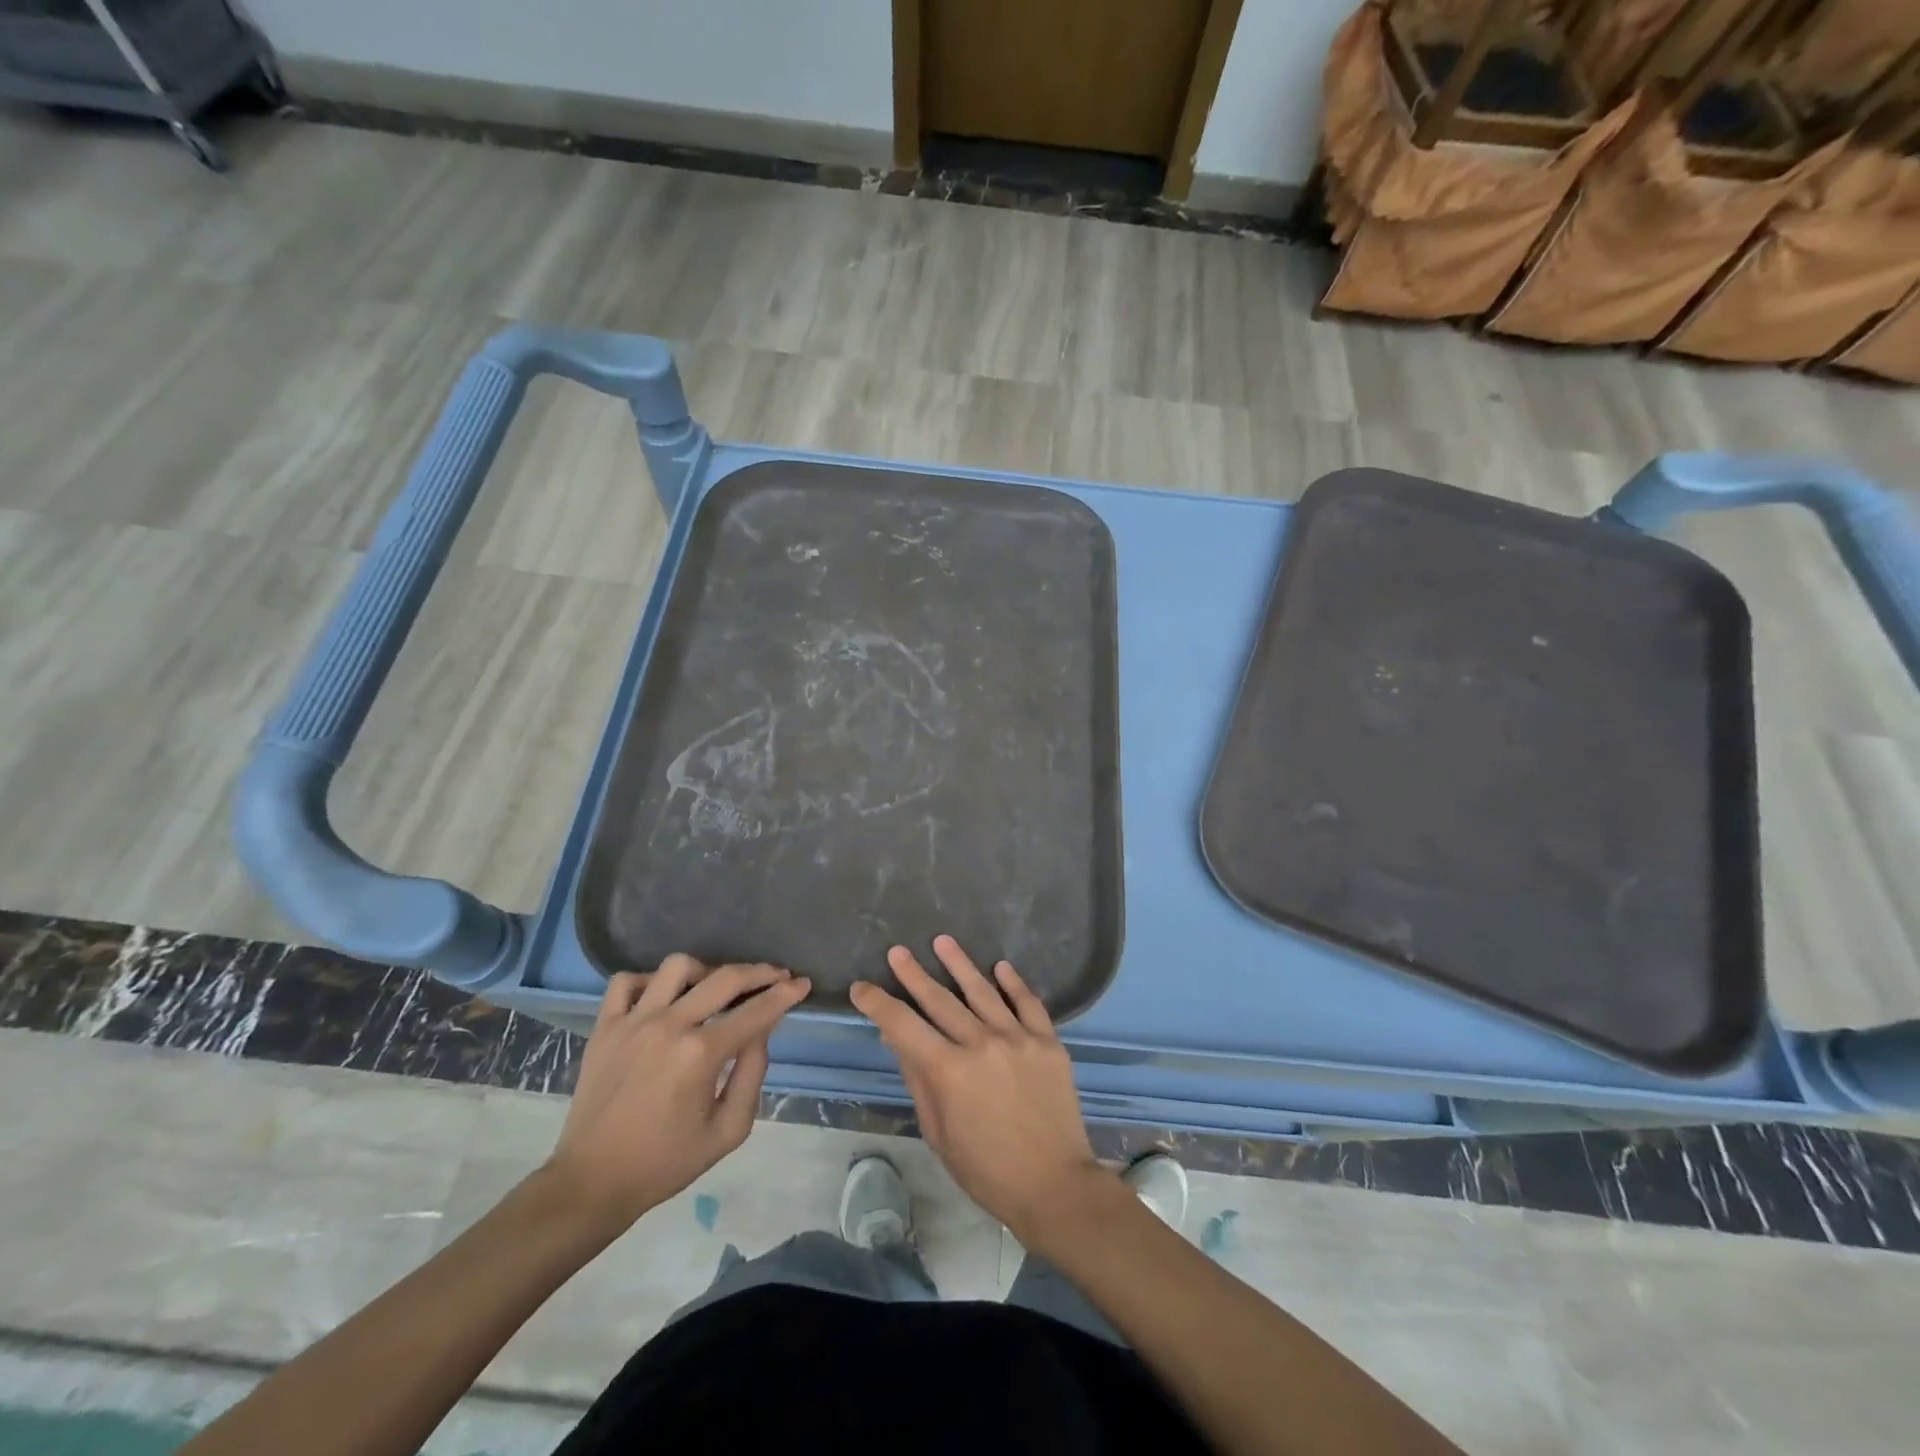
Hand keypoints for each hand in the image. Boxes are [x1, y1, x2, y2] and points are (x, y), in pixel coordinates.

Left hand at [545, 955, 811, 1237]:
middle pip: (725, 978)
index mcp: (701, 1054)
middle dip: (760, 972)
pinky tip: (663, 998)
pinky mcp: (604, 1027)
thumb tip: (760, 1032)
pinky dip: (649, 982)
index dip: (785, 994)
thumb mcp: (728, 1131)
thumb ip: (752, 1074)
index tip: (802, 984)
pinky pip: (626, 982)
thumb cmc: (666, 1162)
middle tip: (777, 975)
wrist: (592, 1183)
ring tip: (714, 988)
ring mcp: (633, 1022)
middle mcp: (669, 1026)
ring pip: (677, 967)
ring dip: (705, 971)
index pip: (756, 1011)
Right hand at [850, 935, 1103, 1243]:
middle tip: (897, 951)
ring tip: (942, 941)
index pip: (903, 1026)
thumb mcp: (938, 1132)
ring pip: (983, 991)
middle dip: (914, 974)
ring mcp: (1019, 1038)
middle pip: (940, 1000)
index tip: (862, 988)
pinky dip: (1013, 983)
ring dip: (959, 964)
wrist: (1054, 1186)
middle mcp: (982, 1043)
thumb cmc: (986, 1170)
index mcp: (949, 1071)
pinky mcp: (1048, 1041)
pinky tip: (1000, 967)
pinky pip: (1028, 1003)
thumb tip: (896, 1038)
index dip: (879, 1004)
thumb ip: (918, 1079)